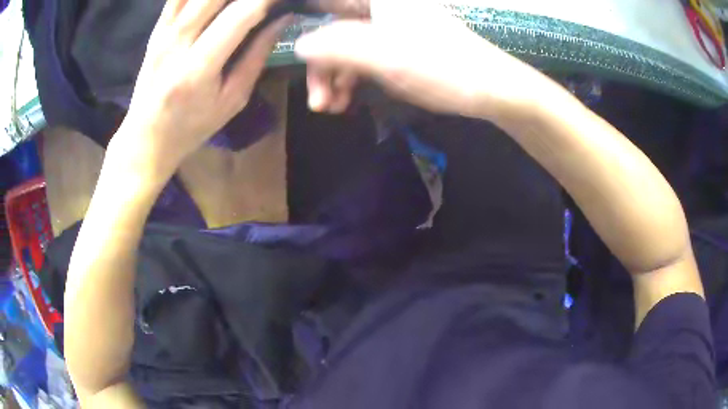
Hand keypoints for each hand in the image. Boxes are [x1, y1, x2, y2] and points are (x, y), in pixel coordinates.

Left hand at [113, 0, 290, 178]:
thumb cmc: (191, 127)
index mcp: (198, 68)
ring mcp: (162, 34)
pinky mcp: (156, 30)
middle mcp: (177, 43)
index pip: (240, 15)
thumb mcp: (232, 101)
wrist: (146, 138)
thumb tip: (283, 20)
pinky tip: (213, 2)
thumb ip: (257, 57)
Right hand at [296, 0, 547, 122]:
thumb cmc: (440, 66)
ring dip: (335, 77)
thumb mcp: (383, 55)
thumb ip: (337, 46)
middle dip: (322, 66)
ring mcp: (391, 27)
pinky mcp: (400, 45)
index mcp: (378, 1)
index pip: (328, 6)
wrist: (490, 88)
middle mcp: (382, 8)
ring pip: (348, 46)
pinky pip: (365, 57)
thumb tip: (299, 45)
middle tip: (317, 102)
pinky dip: (353, 78)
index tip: (298, 58)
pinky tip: (348, 99)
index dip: (309, 24)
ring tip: (332, 108)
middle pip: (334, 30)